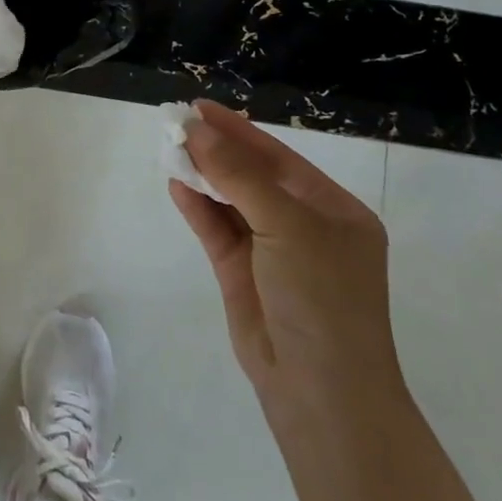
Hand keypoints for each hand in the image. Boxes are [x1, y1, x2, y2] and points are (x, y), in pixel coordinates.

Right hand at [169, 100, 399, 406]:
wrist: (321, 392)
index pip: (279, 159)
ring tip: (168, 147)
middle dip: (216, 150)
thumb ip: (238, 176)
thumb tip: (197, 130)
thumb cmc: (321, 298)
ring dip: (203, 175)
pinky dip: (197, 207)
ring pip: (231, 201)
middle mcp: (304, 226)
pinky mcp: (242, 275)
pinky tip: (176, 184)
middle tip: (176, 123)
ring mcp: (271, 252)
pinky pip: (217, 230)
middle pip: (252, 176)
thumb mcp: (287, 226)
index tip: (200, 108)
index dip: (239, 130)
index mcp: (333, 210)